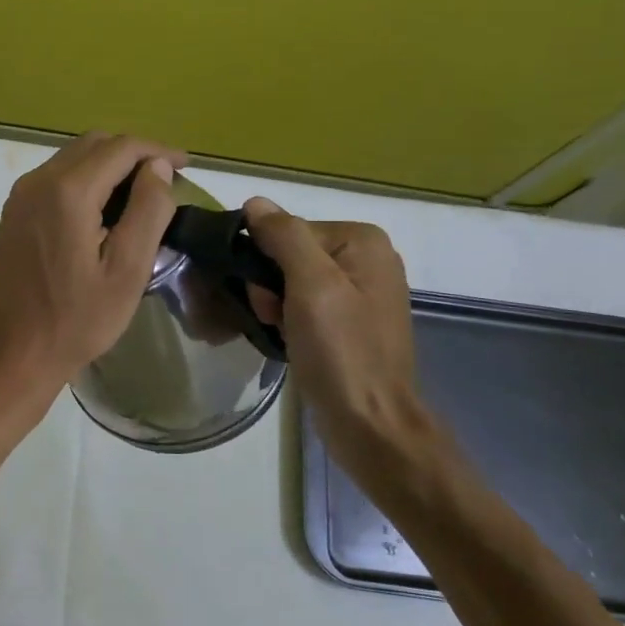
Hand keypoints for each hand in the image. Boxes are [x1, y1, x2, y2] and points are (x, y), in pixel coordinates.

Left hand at [0, 132, 185, 409]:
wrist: (12, 354)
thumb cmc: (76, 320)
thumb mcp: (127, 271)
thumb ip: (147, 211)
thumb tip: (158, 167)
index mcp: (67, 192)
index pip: (120, 148)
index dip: (158, 150)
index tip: (186, 165)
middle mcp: (37, 182)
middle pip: (92, 145)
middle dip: (132, 154)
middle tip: (165, 181)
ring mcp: (19, 198)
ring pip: (71, 159)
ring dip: (107, 167)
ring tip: (139, 196)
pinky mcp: (12, 215)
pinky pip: (53, 180)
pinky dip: (84, 182)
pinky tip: (102, 212)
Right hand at [242, 198, 440, 487]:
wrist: (369, 423)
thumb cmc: (341, 351)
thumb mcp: (311, 286)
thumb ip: (285, 237)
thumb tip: (255, 203)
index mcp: (363, 241)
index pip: (289, 231)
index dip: (266, 261)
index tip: (267, 299)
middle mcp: (366, 259)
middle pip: (290, 254)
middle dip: (270, 286)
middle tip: (274, 318)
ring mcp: (360, 292)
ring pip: (292, 281)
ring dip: (275, 305)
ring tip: (282, 334)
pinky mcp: (350, 322)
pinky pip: (304, 304)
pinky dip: (289, 319)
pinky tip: (289, 340)